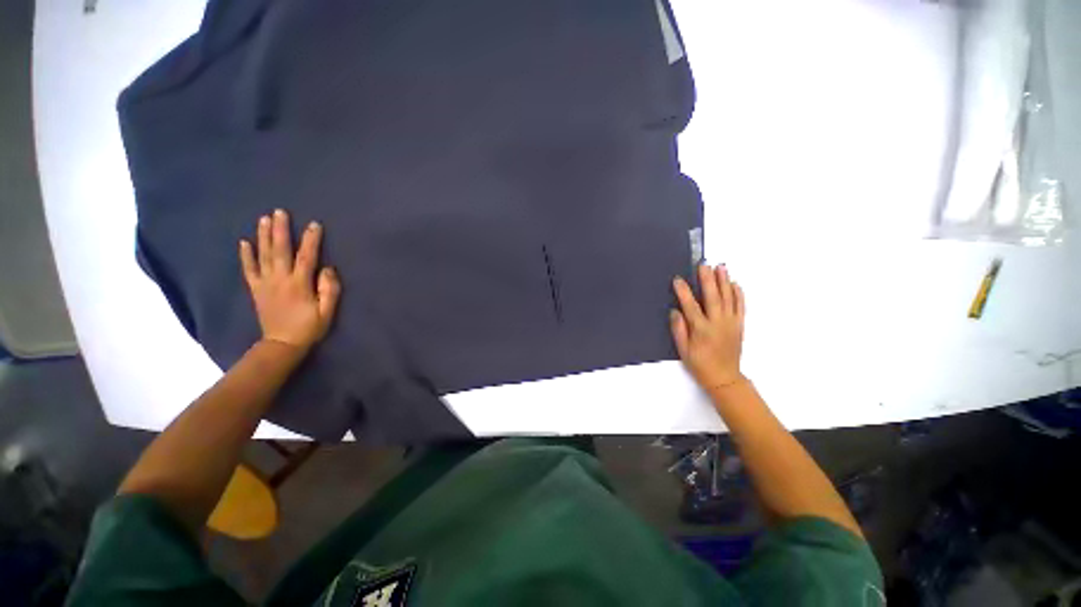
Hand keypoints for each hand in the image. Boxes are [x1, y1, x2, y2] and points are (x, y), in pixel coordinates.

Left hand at [239, 209, 340, 353]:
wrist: (281, 345)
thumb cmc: (309, 328)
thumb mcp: (327, 312)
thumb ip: (329, 289)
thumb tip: (328, 268)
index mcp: (299, 284)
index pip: (306, 257)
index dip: (311, 240)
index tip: (314, 224)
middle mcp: (280, 279)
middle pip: (279, 250)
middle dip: (280, 230)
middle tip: (279, 212)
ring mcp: (265, 283)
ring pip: (263, 255)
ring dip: (263, 236)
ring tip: (264, 219)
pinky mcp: (256, 289)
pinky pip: (249, 269)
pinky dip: (246, 255)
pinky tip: (244, 242)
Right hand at [671, 264, 745, 392]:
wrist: (724, 377)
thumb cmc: (700, 364)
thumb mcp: (683, 350)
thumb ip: (679, 329)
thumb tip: (675, 311)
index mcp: (701, 330)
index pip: (691, 306)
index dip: (683, 292)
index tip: (678, 279)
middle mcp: (718, 323)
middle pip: (713, 297)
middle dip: (707, 279)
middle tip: (703, 265)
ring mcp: (731, 323)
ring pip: (728, 298)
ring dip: (724, 281)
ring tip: (720, 267)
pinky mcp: (739, 325)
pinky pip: (741, 306)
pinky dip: (738, 294)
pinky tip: (735, 283)